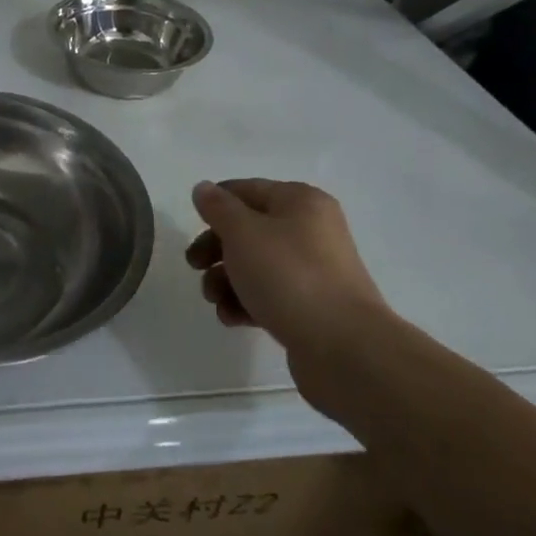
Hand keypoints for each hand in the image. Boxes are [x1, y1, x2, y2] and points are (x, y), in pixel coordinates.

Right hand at [186, 179, 391, 404]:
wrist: (344, 347)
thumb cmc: (288, 276)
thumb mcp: (243, 233)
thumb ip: (218, 208)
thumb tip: (203, 188)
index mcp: (300, 202)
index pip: (246, 190)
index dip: (214, 205)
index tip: (191, 227)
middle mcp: (311, 230)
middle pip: (248, 230)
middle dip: (216, 249)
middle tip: (194, 266)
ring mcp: (314, 270)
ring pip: (256, 265)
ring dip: (227, 280)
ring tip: (215, 300)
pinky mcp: (313, 306)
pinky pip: (270, 294)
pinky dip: (247, 303)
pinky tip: (233, 319)